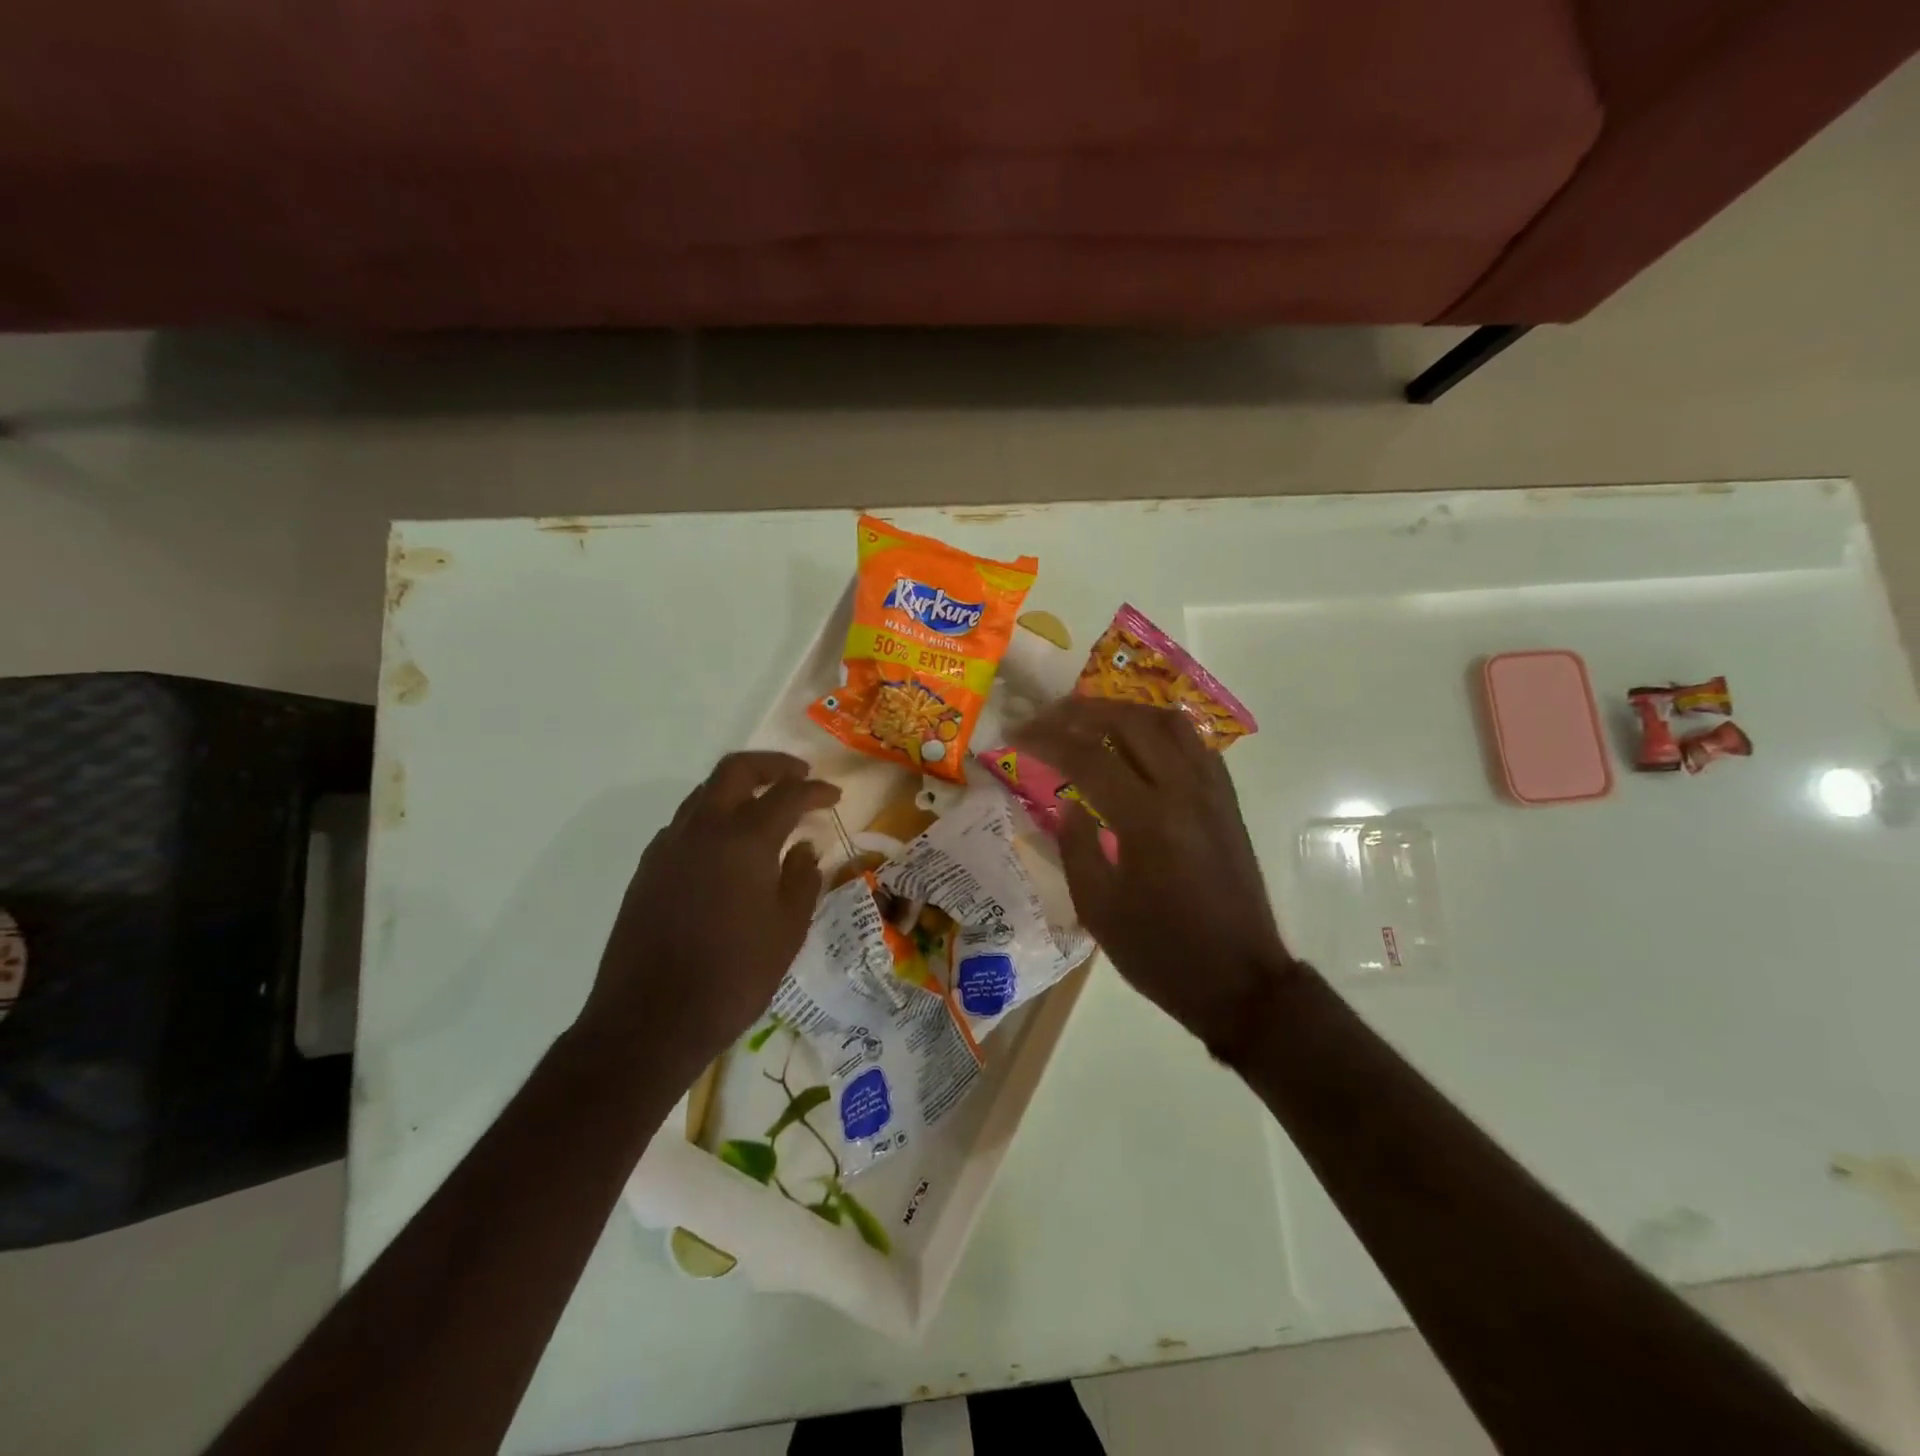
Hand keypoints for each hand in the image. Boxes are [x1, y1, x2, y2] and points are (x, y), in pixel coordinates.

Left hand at [581, 752, 839, 1078]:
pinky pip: (685, 824)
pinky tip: (727, 848)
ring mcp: (668, 846)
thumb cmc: (733, 975)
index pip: (787, 795)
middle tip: (798, 776)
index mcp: (744, 839)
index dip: (816, 790)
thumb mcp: (787, 930)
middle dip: (771, 765)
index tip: (835, 796)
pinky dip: (713, 818)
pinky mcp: (648, 869)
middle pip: (735, 770)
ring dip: (738, 789)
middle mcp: (702, 828)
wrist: (649, 1020)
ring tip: (765, 808)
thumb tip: (804, 849)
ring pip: (704, 793)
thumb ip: (802, 879)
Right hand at [1011, 699, 1298, 1053]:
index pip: (1087, 757)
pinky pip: (1194, 743)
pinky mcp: (1227, 801)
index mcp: (1146, 821)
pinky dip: (1159, 729)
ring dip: (1124, 711)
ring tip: (1089, 718)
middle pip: (1130, 722)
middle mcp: (1184, 791)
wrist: (1239, 981)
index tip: (1015, 734)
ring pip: (1169, 722)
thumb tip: (1066, 801)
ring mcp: (1212, 792)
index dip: (1046, 739)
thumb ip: (1076, 846)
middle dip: (1081, 711)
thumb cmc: (1160, 953)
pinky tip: (1136, 742)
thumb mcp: (1098, 909)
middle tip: (1047, 717)